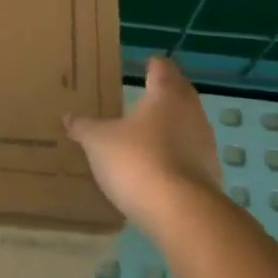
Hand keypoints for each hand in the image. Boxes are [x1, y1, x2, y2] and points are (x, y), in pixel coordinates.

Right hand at [65, 56, 220, 231]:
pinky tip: (158, 167)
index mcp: (166, 94)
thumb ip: (83, 127)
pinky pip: (190, 154)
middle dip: (163, 94)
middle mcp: (191, 111)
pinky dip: (176, 155)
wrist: (181, 212)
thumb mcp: (98, 142)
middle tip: (141, 97)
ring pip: (187, 124)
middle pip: (179, 93)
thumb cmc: (137, 160)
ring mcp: (205, 143)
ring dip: (171, 126)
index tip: (143, 65)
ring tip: (147, 134)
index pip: (162, 68)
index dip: (151, 65)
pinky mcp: (210, 173)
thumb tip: (68, 117)